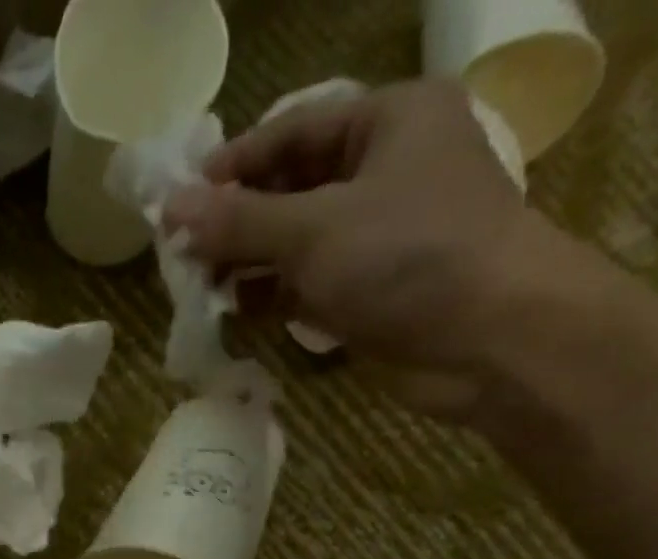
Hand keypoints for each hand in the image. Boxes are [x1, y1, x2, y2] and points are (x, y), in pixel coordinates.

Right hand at [164, 80, 546, 417]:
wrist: (487, 339)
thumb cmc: (407, 258)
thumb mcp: (313, 230)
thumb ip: (239, 221)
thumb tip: (170, 209)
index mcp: (388, 121)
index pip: (293, 132)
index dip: (234, 166)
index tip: (181, 203)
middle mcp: (385, 171)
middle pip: (292, 189)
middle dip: (238, 223)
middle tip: (185, 255)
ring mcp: (379, 236)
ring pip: (298, 242)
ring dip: (251, 264)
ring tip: (203, 289)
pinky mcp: (373, 291)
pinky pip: (311, 284)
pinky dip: (275, 297)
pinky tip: (238, 312)